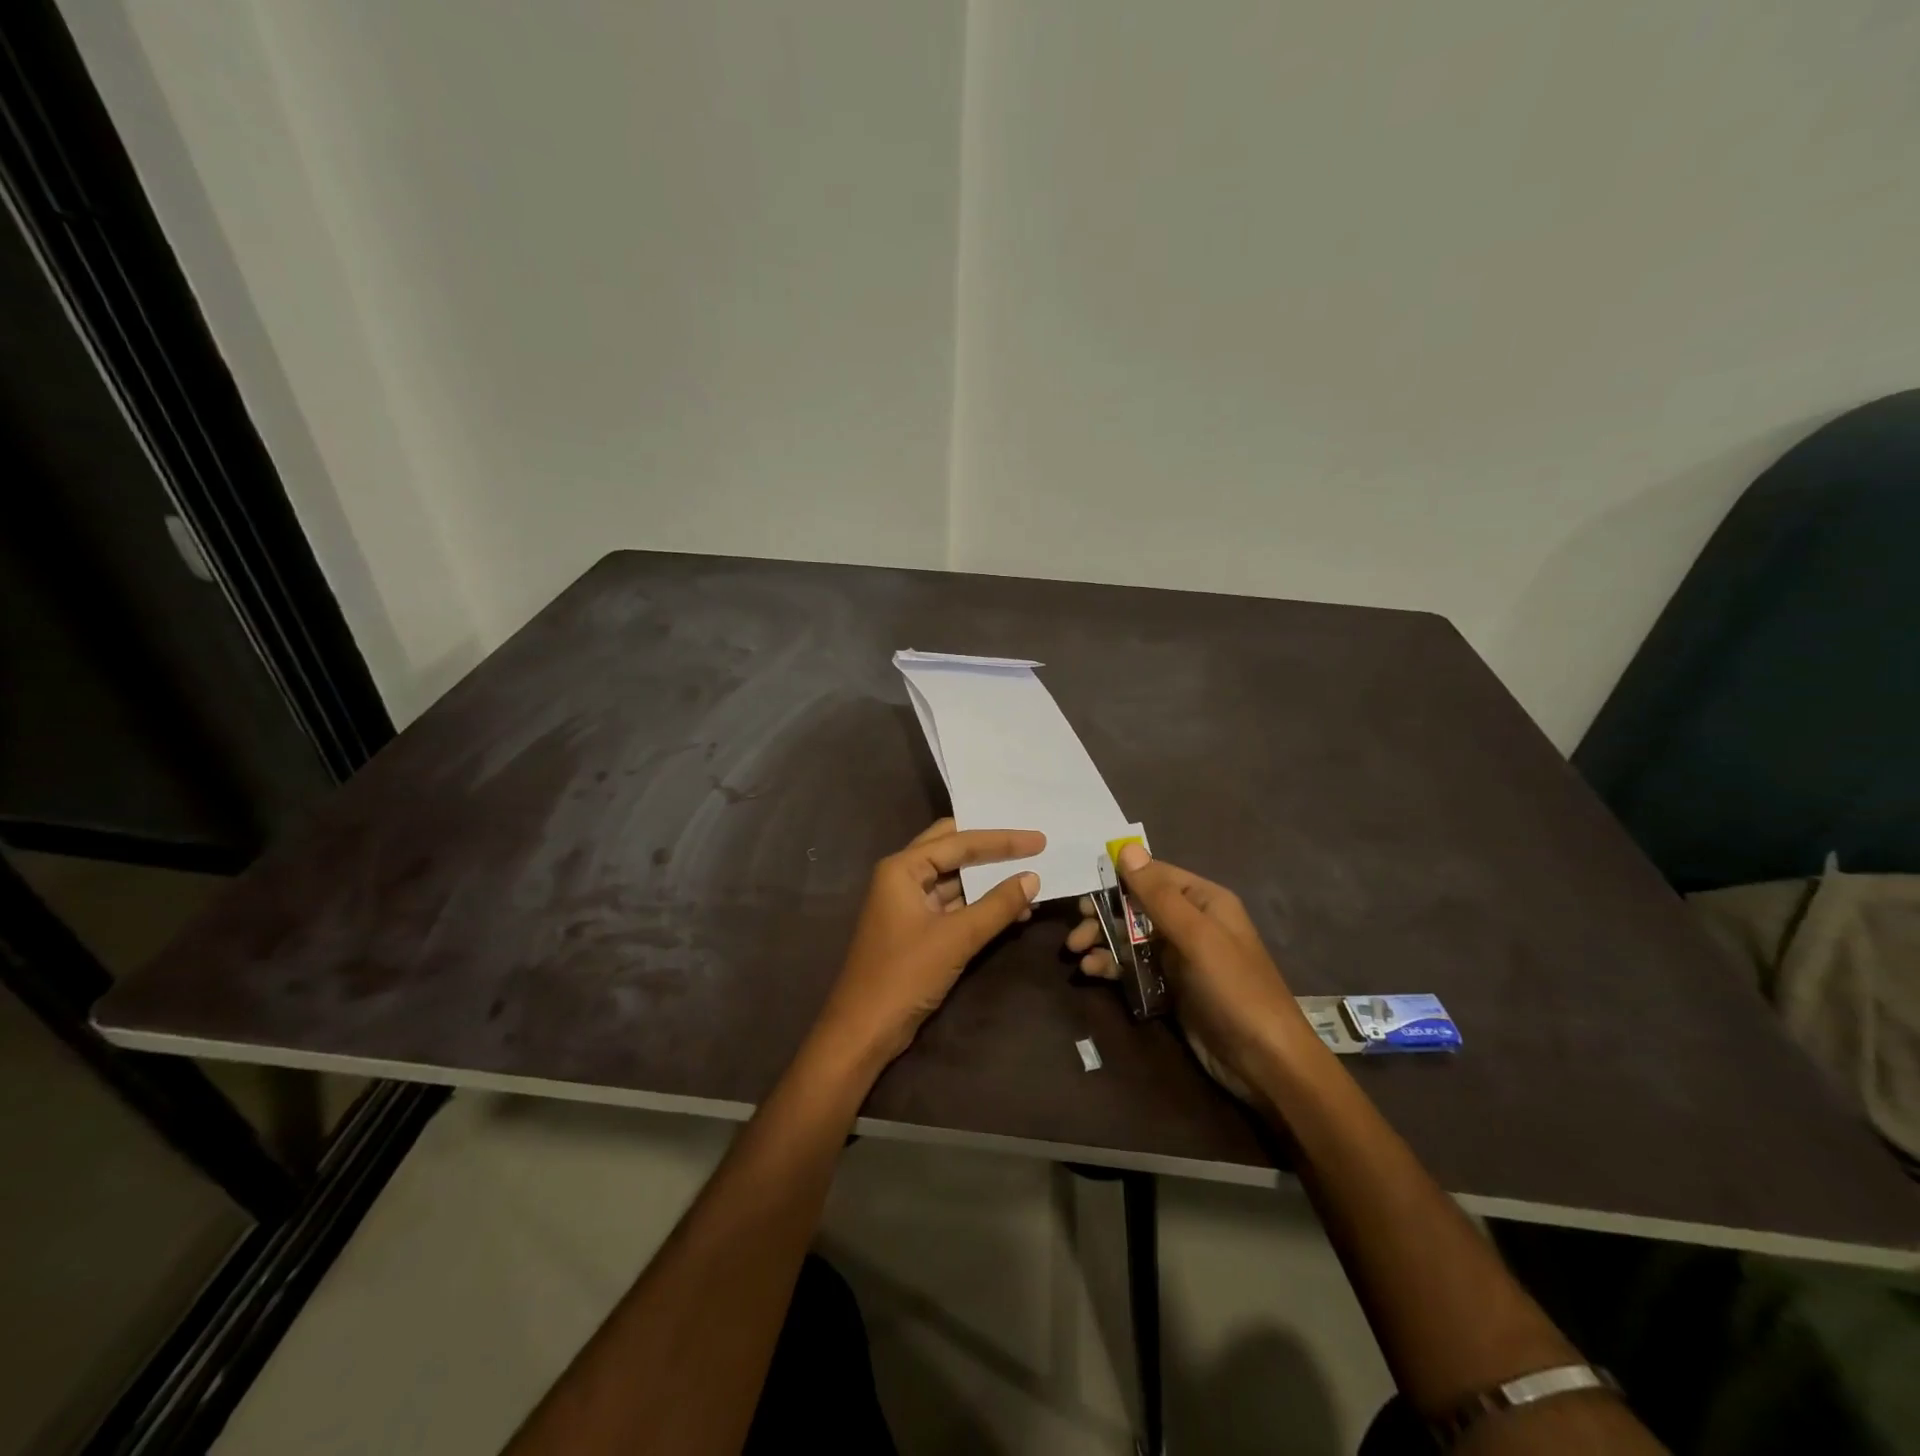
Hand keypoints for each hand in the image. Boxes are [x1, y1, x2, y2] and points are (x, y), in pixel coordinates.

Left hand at [813, 819, 1043, 1069]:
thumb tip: (1032, 878)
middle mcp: (902, 878)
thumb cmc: (905, 975)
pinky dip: (980, 905)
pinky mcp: (917, 930)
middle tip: (1028, 843)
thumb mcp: (956, 938)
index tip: (1038, 839)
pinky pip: (954, 905)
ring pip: (954, 879)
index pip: (958, 842)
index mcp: (902, 869)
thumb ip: (997, 906)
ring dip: (988, 880)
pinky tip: (1012, 911)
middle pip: (952, 850)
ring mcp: (908, 904)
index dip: (1001, 839)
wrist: (864, 1030)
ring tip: (1030, 879)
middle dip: (990, 848)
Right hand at [1065, 843, 1308, 1099]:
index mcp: (1204, 900)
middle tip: (1076, 930)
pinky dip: (1112, 965)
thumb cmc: (1234, 988)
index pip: (1153, 875)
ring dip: (1103, 941)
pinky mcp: (1171, 987)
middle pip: (1137, 906)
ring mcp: (1181, 956)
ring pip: (1131, 937)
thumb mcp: (1196, 936)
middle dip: (1104, 914)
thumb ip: (1158, 894)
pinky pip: (1134, 966)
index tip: (1084, 891)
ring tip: (1076, 954)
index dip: (1118, 879)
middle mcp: (1192, 922)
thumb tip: (1126, 847)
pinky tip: (1092, 972)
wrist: (1265, 1061)